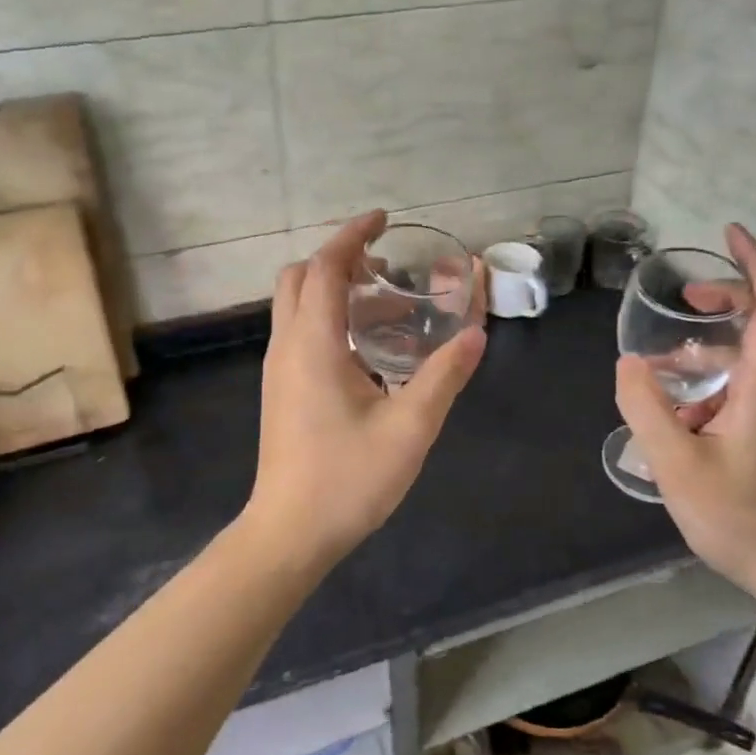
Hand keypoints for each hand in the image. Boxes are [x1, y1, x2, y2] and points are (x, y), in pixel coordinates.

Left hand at [245, 212, 486, 565]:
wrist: (288, 534)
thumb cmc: (347, 480)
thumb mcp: (409, 428)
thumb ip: (444, 376)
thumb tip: (475, 334)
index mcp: (313, 343)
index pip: (326, 266)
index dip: (353, 235)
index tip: (384, 220)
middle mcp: (288, 346)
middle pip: (302, 277)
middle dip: (341, 258)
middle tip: (389, 268)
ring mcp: (280, 368)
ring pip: (298, 305)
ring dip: (337, 290)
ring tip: (391, 307)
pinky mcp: (282, 389)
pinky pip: (301, 331)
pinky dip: (330, 317)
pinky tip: (371, 350)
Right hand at [614, 224, 755, 611]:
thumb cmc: (742, 518)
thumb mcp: (676, 464)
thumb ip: (646, 408)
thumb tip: (629, 364)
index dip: (755, 263)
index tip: (730, 235)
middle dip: (736, 295)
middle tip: (691, 300)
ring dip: (727, 340)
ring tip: (674, 362)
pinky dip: (731, 372)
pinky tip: (693, 410)